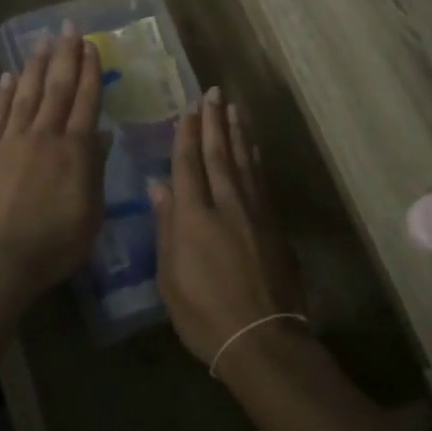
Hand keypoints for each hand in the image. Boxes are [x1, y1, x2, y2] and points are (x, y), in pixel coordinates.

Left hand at [0, 23, 105, 302]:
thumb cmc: (54, 244)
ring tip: (42, 40)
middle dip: (65, 55)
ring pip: (27, 94)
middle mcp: (44, 136)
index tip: (92, 46)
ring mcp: (11, 141)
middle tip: (69, 27)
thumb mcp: (91, 213)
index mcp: (74, 151)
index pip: (86, 102)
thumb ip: (95, 169)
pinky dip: (3, 93)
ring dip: (36, 65)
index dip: (90, 72)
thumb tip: (101, 133)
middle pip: (57, 88)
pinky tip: (9, 76)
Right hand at [148, 89, 302, 369]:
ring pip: (243, 161)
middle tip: (213, 92)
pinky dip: (255, 158)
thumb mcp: (170, 276)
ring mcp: (254, 212)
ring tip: (233, 108)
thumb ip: (166, 226)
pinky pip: (261, 179)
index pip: (188, 164)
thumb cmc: (203, 314)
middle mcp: (225, 204)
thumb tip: (158, 186)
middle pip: (218, 154)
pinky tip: (253, 147)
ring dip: (237, 132)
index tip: (188, 108)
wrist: (262, 338)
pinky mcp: (273, 224)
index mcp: (194, 217)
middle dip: (213, 122)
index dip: (186, 134)